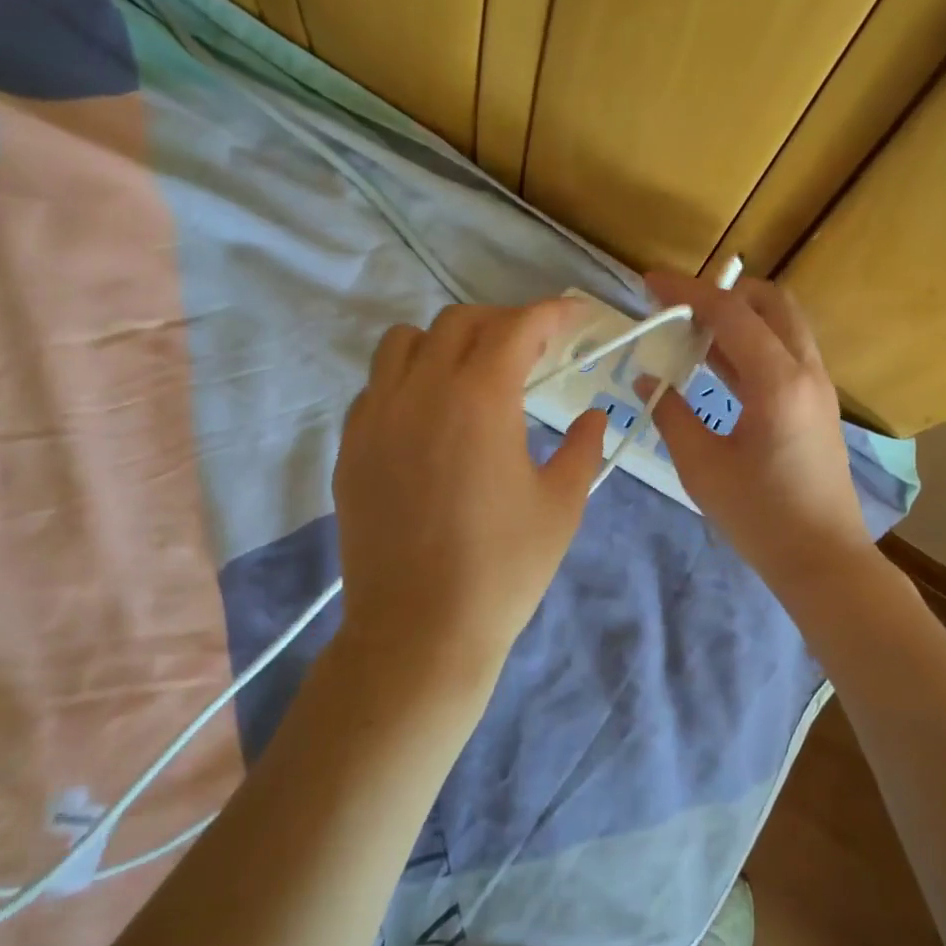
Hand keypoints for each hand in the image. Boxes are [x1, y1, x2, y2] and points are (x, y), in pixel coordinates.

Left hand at [334, 299, 607, 673]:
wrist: (419, 632)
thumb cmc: (503, 569)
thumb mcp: (561, 506)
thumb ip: (583, 448)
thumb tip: (594, 416)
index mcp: (479, 398)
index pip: (517, 327)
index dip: (551, 313)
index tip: (574, 317)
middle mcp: (421, 391)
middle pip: (460, 323)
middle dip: (503, 323)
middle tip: (533, 352)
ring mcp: (377, 416)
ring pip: (404, 342)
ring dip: (446, 342)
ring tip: (473, 375)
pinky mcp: (351, 446)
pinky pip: (377, 386)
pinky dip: (409, 379)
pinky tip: (430, 417)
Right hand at [641, 270, 871, 590]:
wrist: (823, 559)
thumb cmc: (759, 517)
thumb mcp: (701, 466)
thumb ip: (670, 414)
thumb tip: (647, 380)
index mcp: (777, 381)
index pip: (729, 312)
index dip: (686, 291)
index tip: (649, 283)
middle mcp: (806, 370)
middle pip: (770, 301)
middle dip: (722, 293)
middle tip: (679, 310)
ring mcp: (818, 386)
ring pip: (781, 324)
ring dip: (738, 318)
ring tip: (690, 334)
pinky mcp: (818, 403)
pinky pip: (784, 352)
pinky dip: (751, 344)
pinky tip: (716, 365)